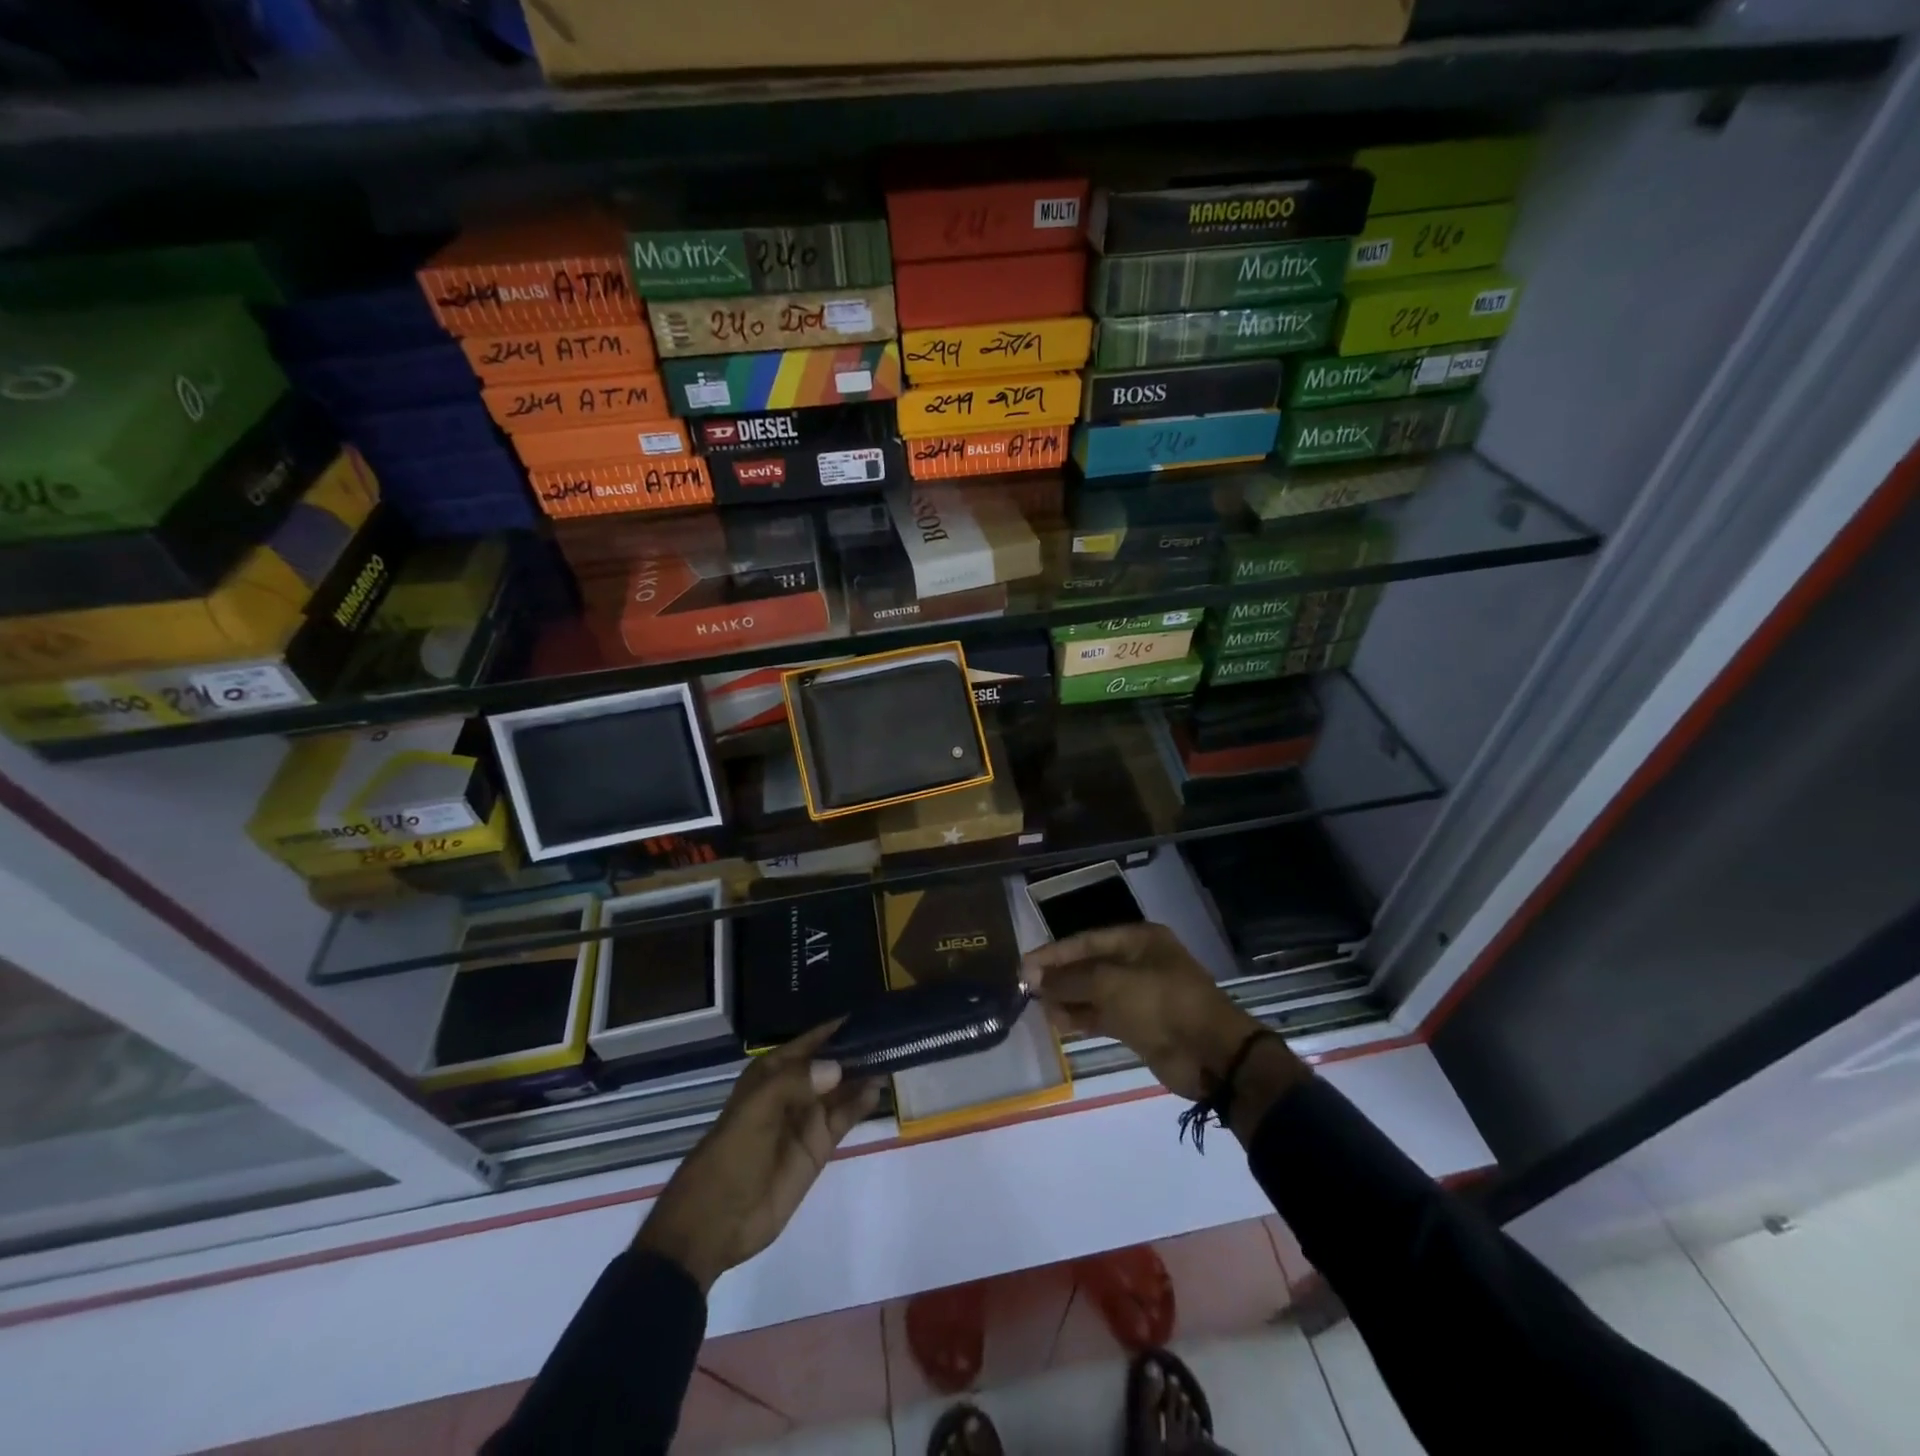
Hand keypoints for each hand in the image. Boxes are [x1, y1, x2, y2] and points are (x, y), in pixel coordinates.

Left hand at [634, 1022, 880, 1293]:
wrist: (716, 1222)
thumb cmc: (731, 1155)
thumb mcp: (756, 1110)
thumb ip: (796, 1082)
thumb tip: (838, 1068)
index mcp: (773, 1071)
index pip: (813, 1040)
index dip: (839, 1028)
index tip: (872, 1015)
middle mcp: (794, 1088)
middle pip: (833, 1062)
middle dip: (859, 1049)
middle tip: (895, 1036)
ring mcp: (808, 1117)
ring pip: (843, 1087)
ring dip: (865, 1074)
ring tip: (895, 1058)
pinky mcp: (819, 1145)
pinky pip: (845, 1116)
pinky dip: (862, 1102)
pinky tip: (878, 1089)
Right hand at [1023, 921, 1285, 1101]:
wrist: (1210, 1054)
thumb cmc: (1160, 1003)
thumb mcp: (1110, 984)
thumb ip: (1070, 979)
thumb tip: (1034, 977)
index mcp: (1138, 940)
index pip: (1086, 940)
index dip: (1054, 953)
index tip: (1024, 965)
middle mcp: (1138, 962)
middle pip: (1089, 965)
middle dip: (1059, 976)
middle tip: (1027, 989)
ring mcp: (1140, 995)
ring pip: (1094, 992)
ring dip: (1067, 999)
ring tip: (1039, 1008)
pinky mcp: (1140, 1025)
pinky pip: (1103, 1016)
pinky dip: (1081, 1018)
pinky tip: (1057, 1023)